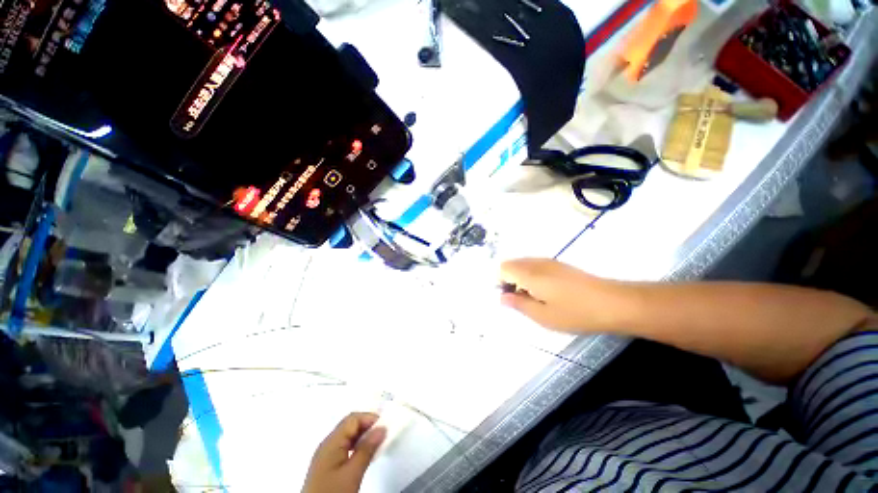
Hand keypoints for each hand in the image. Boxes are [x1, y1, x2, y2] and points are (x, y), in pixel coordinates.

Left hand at [302, 412, 386, 492]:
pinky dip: (357, 447)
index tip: (386, 427)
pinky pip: (345, 447)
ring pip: (348, 436)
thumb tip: (381, 428)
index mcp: (331, 442)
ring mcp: (326, 455)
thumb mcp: (352, 473)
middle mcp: (327, 444)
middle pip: (350, 425)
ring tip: (377, 445)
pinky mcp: (327, 466)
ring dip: (363, 437)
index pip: (353, 419)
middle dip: (368, 427)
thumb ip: (367, 449)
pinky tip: (365, 455)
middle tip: (383, 435)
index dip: (370, 419)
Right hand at [499, 258, 629, 331]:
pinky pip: (536, 266)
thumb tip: (502, 297)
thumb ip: (518, 304)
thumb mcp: (543, 316)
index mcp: (529, 274)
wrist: (613, 303)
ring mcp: (549, 262)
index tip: (511, 299)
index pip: (503, 268)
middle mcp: (536, 263)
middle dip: (510, 280)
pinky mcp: (560, 264)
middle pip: (512, 264)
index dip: (501, 283)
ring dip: (521, 279)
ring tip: (535, 298)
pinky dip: (533, 277)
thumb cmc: (575, 312)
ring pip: (524, 265)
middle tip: (522, 301)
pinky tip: (548, 292)